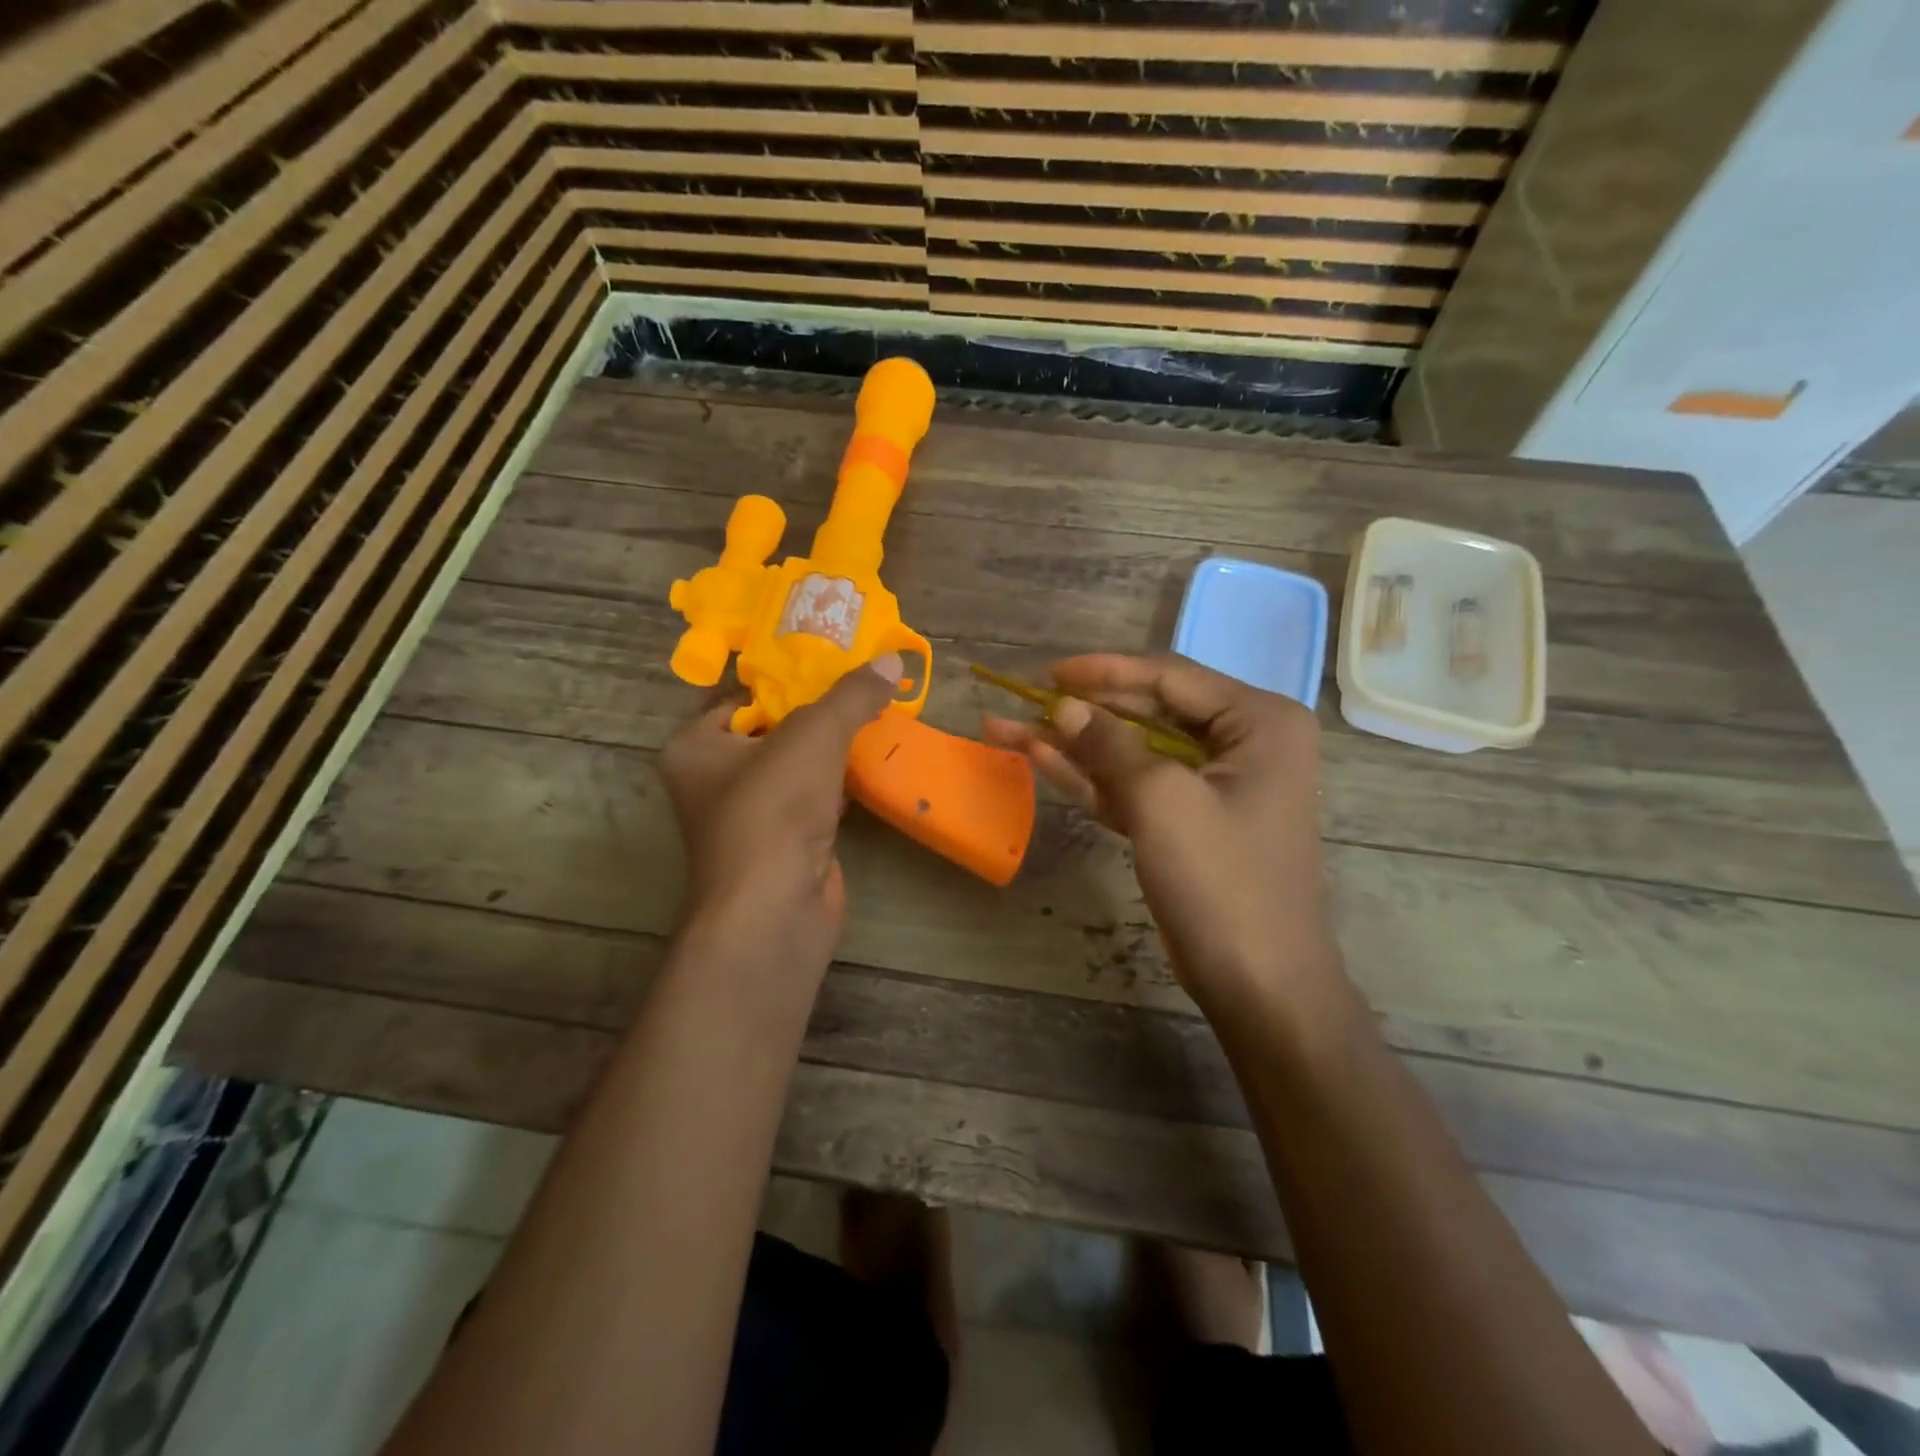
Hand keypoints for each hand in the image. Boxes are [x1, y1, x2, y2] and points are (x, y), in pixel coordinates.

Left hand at [661, 655, 900, 970]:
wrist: (775, 908)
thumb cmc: (773, 808)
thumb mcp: (814, 734)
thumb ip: (851, 694)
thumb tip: (892, 658)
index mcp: (695, 748)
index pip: (739, 696)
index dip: (782, 675)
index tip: (827, 656)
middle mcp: (715, 780)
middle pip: (772, 729)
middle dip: (816, 708)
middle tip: (860, 678)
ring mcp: (751, 816)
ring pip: (796, 766)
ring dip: (832, 746)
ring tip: (876, 709)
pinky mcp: (784, 844)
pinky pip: (814, 798)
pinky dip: (840, 782)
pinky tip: (873, 760)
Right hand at [983, 654, 1334, 1009]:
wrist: (1259, 984)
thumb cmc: (1222, 880)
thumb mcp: (1162, 801)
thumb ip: (1110, 744)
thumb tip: (1064, 705)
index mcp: (1258, 721)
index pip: (1170, 677)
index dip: (1104, 671)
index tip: (1049, 672)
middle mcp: (1243, 742)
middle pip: (1147, 712)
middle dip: (1082, 712)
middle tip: (1022, 700)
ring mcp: (1214, 784)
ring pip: (1133, 751)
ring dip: (1074, 745)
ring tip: (1007, 728)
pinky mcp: (1189, 821)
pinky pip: (1135, 786)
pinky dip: (1091, 779)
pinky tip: (1039, 760)